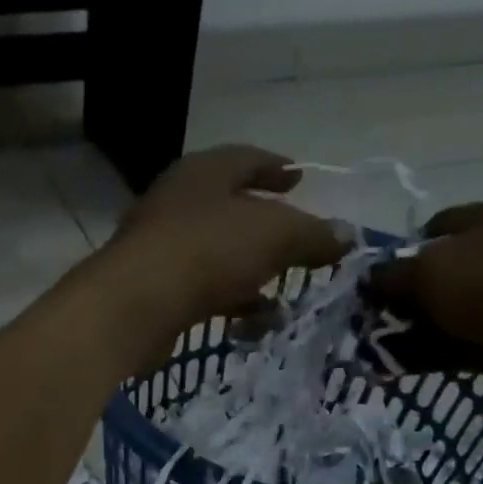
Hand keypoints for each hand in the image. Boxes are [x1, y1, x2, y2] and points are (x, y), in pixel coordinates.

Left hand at [80, 145, 348, 369]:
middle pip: (229, 210)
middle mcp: (176, 203)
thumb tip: (347, 236)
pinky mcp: (151, 292)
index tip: (300, 178)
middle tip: (296, 245)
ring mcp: (158, 248)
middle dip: (266, 230)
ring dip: (250, 275)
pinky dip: (228, 303)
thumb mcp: (275, 236)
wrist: (134, 306)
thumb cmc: (207, 252)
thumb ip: (313, 235)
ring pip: (215, 257)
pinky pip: (200, 292)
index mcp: (203, 172)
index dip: (276, 167)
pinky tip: (251, 324)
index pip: (246, 158)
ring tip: (283, 300)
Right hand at [364, 199, 482, 405]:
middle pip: (444, 271)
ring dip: (417, 331)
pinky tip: (404, 368)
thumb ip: (391, 274)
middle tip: (375, 321)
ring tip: (381, 352)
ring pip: (453, 311)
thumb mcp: (427, 270)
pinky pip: (465, 342)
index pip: (438, 225)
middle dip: (408, 298)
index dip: (402, 251)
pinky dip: (436, 354)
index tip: (378, 282)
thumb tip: (370, 278)